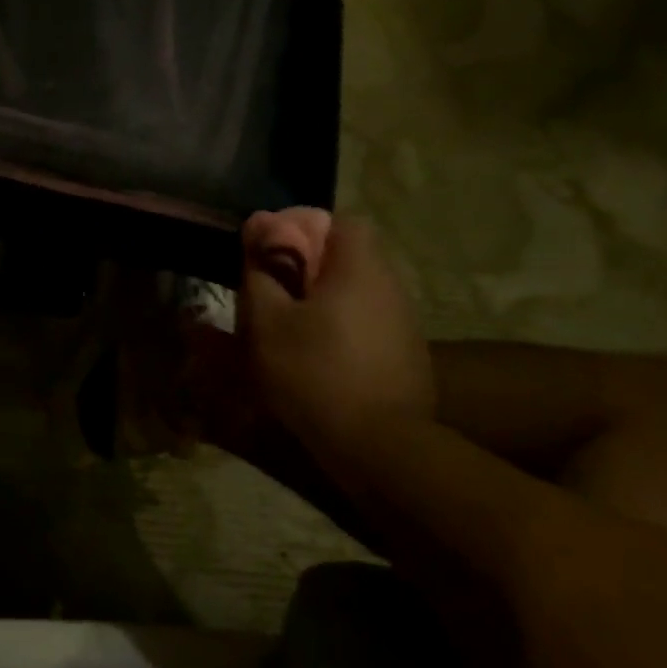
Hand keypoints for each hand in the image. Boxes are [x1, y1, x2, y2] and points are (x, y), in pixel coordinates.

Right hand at [239, 208, 434, 455]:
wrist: (378, 446)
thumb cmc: (313, 373)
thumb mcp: (268, 321)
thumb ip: (261, 270)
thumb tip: (258, 226)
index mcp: (360, 267)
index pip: (339, 221)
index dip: (302, 229)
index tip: (271, 255)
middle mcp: (391, 286)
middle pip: (347, 259)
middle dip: (308, 270)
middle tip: (272, 296)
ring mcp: (405, 324)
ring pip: (357, 295)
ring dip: (324, 303)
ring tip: (290, 332)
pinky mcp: (408, 358)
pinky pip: (369, 326)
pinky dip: (343, 332)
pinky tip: (321, 362)